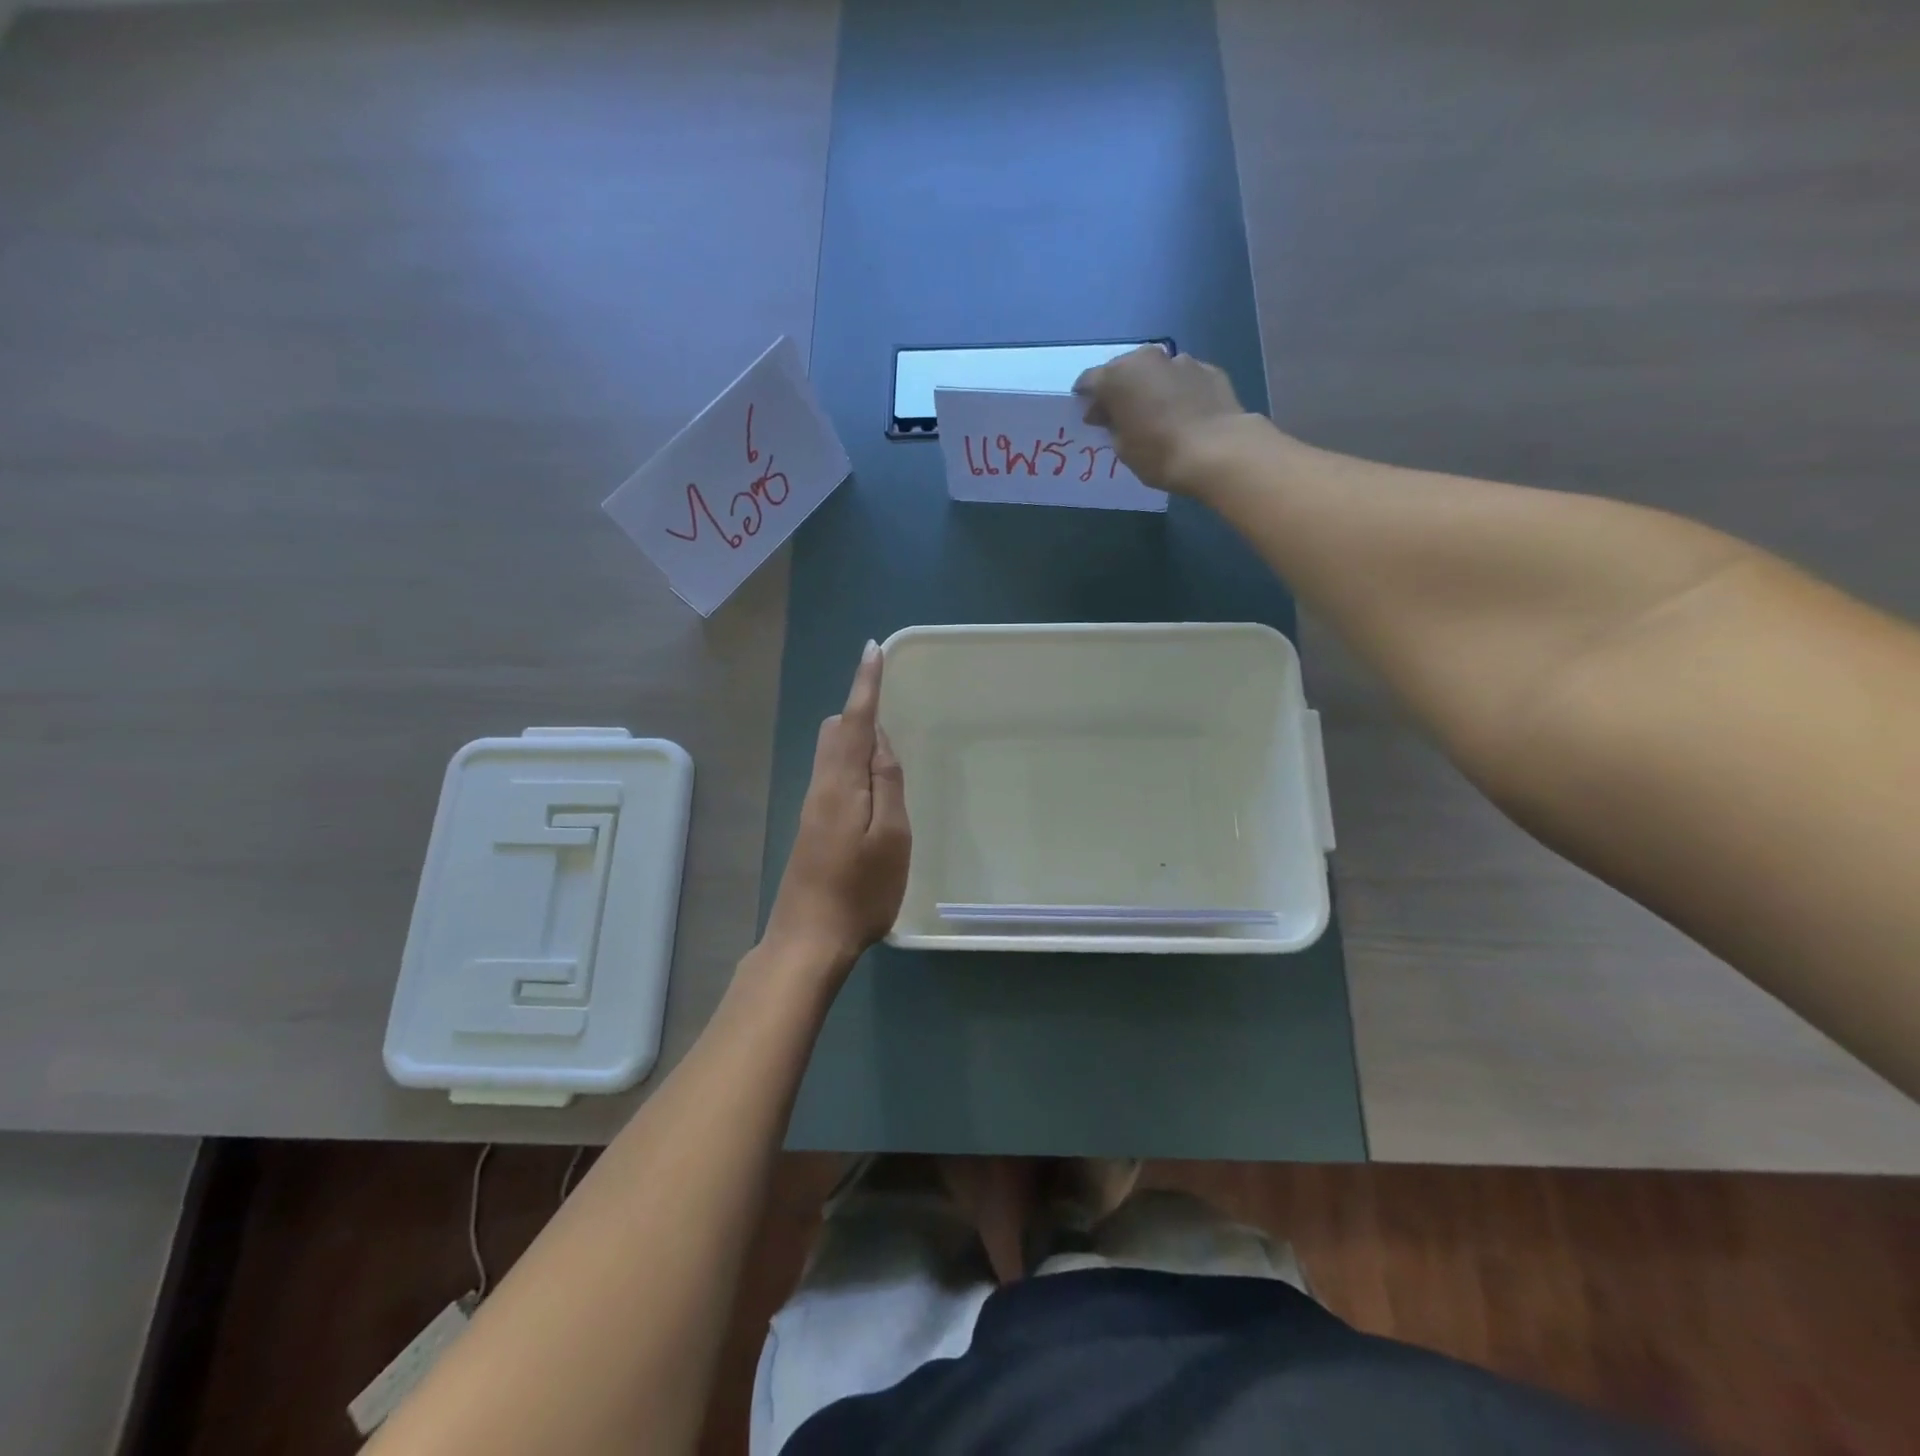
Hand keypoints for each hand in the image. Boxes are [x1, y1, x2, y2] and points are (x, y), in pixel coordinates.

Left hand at [763, 641, 910, 974]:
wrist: (808, 940)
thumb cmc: (860, 891)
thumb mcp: (891, 837)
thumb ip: (887, 783)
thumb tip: (879, 740)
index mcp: (840, 783)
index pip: (855, 720)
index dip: (865, 684)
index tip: (873, 650)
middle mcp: (820, 786)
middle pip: (836, 731)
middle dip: (861, 710)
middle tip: (895, 711)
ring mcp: (813, 807)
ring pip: (831, 753)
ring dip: (858, 737)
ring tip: (890, 749)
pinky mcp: (813, 825)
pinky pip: (832, 774)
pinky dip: (853, 763)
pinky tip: (872, 787)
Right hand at [1073, 345, 1252, 496]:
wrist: (1218, 451)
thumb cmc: (1159, 453)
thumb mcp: (1122, 448)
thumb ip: (1112, 425)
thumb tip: (1111, 415)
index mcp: (1118, 376)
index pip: (1089, 380)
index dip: (1086, 399)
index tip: (1090, 416)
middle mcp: (1147, 358)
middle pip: (1124, 370)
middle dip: (1119, 390)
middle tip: (1121, 415)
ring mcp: (1181, 361)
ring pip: (1156, 372)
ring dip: (1151, 388)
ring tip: (1156, 414)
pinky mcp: (1210, 370)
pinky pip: (1184, 379)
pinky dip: (1178, 391)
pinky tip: (1184, 414)